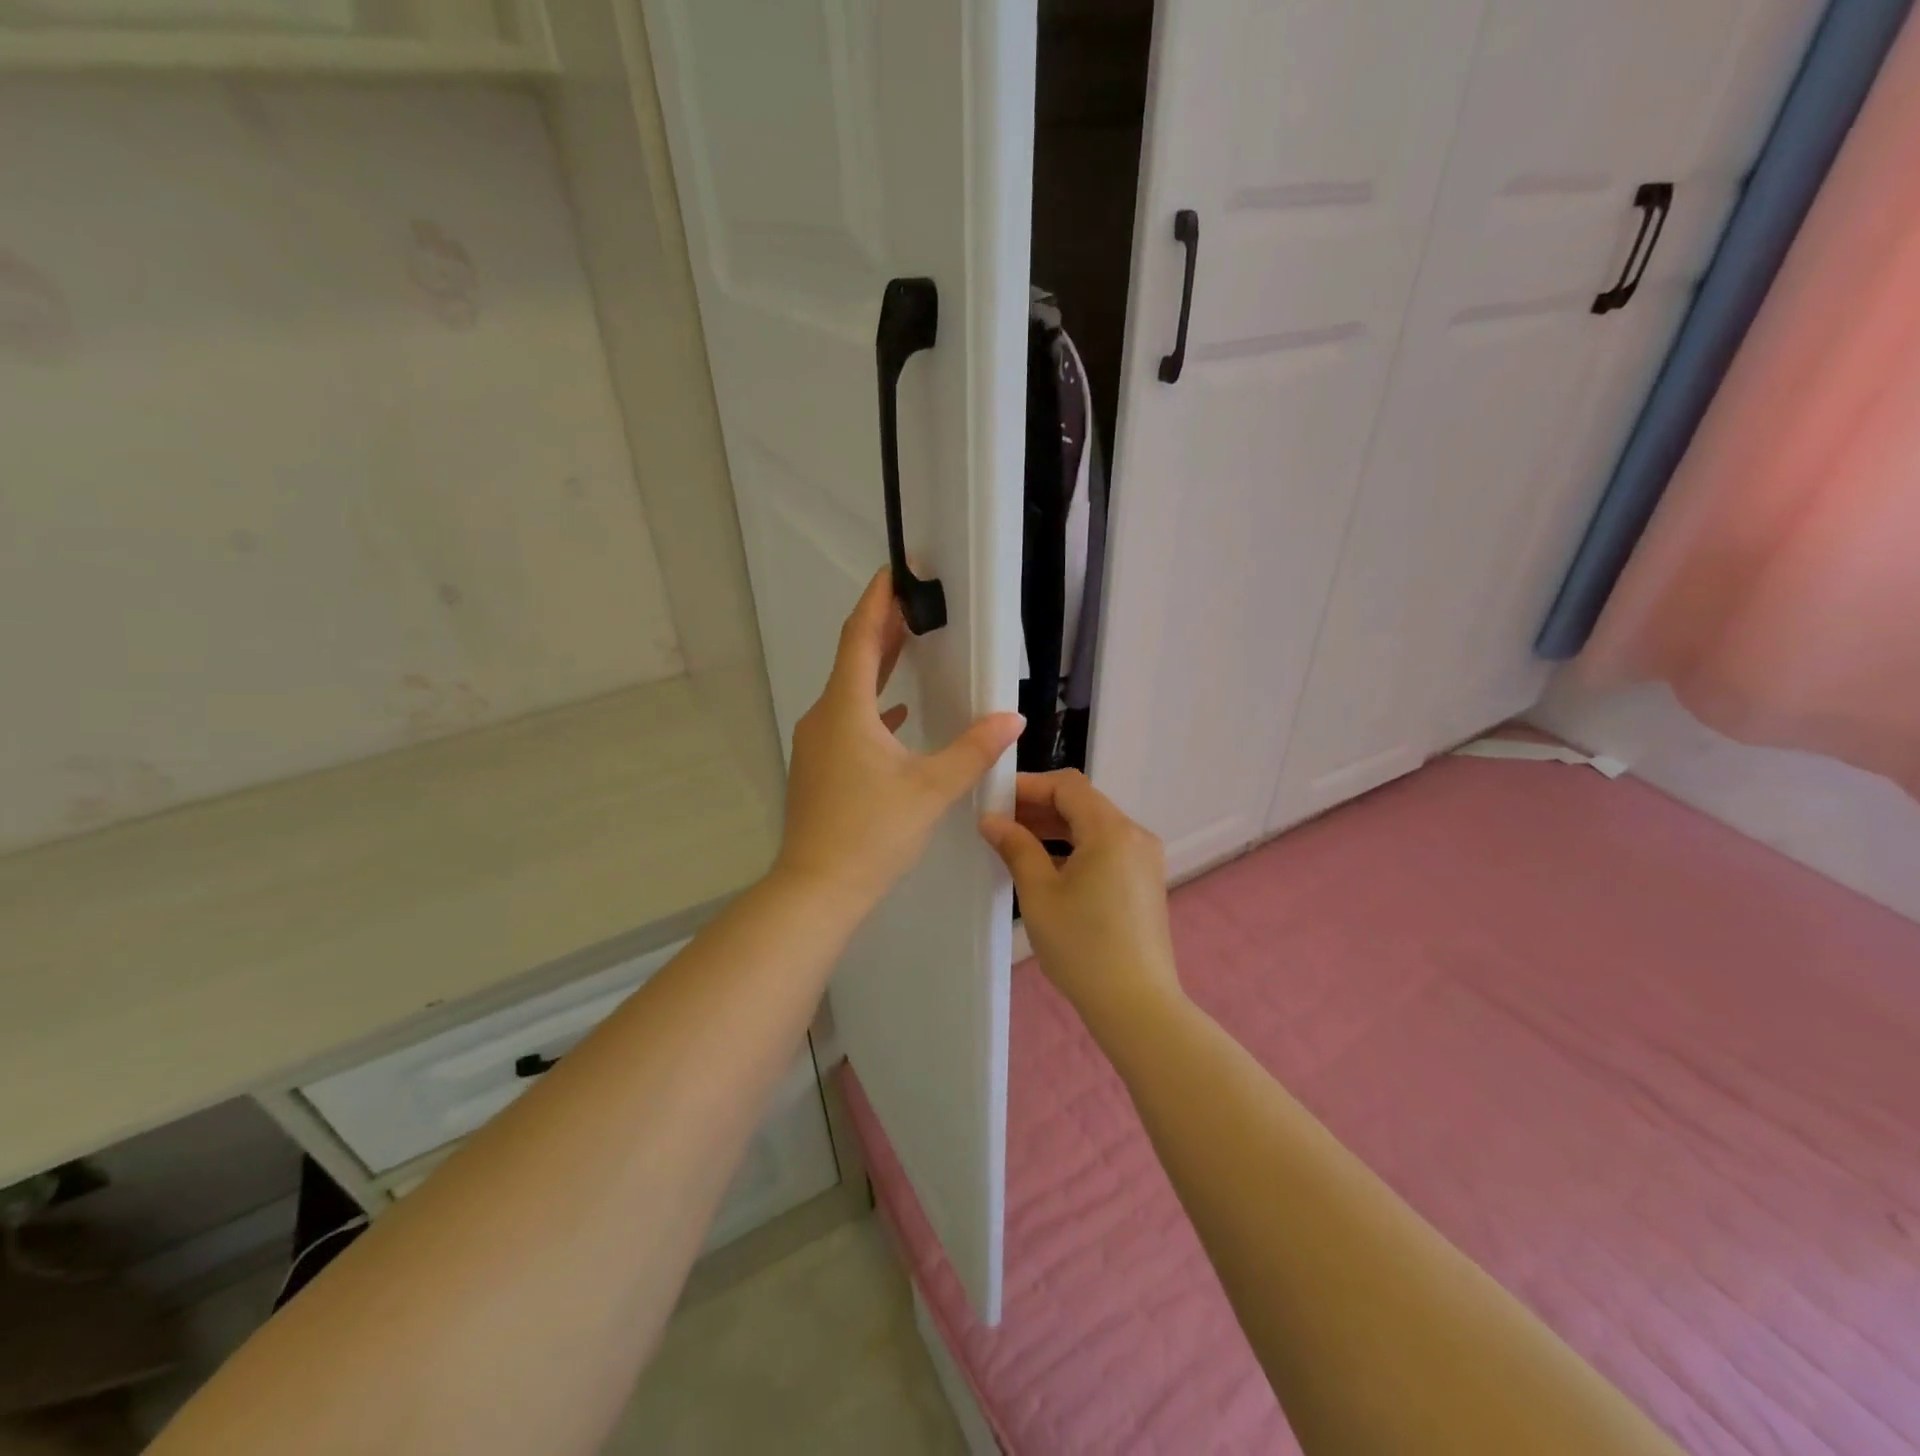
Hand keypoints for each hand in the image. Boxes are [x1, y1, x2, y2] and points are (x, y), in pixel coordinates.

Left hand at [776, 569, 1024, 913]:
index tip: (895, 571)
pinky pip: (848, 721)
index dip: (878, 601)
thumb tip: (1011, 718)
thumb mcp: (931, 789)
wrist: (817, 888)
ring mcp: (817, 743)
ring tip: (910, 645)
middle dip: (883, 628)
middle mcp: (824, 717)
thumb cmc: (872, 832)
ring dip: (879, 666)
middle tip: (914, 601)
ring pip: (850, 691)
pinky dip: (873, 707)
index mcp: (846, 710)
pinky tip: (898, 715)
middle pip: (853, 659)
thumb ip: (973, 749)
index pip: (860, 637)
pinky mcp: (819, 767)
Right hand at [979, 770, 1181, 1024]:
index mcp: (1111, 830)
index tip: (996, 799)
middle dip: (1040, 807)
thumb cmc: (1083, 947)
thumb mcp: (1040, 894)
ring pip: (1094, 827)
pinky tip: (1047, 868)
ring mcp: (1144, 859)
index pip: (1067, 785)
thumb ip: (1016, 848)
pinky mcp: (1144, 882)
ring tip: (1016, 844)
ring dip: (1056, 828)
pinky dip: (1076, 848)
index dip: (1029, 785)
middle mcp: (1134, 835)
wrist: (1137, 1005)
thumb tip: (992, 820)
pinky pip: (1106, 849)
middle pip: (1083, 803)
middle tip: (999, 823)